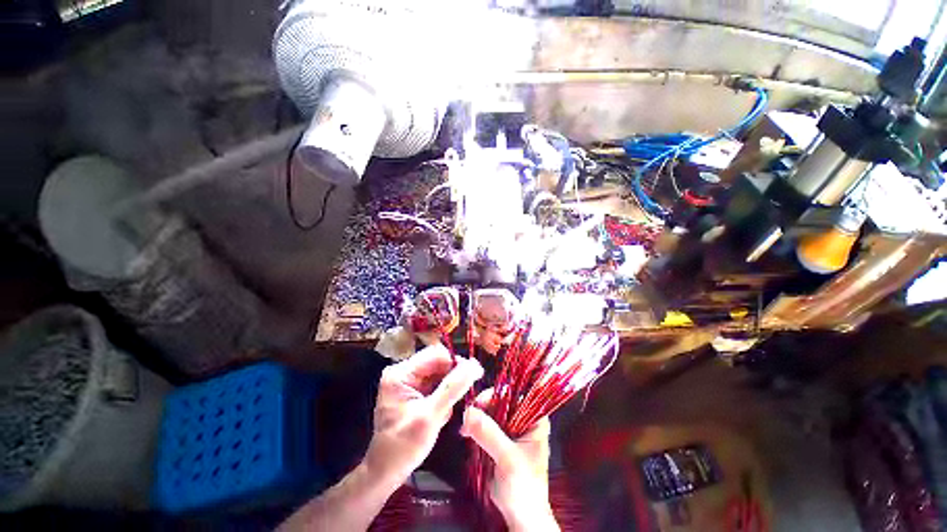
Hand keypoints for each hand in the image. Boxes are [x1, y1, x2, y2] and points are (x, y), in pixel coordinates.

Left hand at [364, 345, 483, 485]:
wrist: (385, 474)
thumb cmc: (402, 447)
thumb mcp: (430, 416)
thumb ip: (452, 389)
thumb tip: (476, 365)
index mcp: (401, 373)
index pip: (435, 354)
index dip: (456, 361)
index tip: (476, 373)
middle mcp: (404, 372)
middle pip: (438, 363)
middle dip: (453, 378)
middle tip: (468, 393)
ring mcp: (409, 383)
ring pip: (440, 375)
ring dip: (451, 389)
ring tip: (453, 409)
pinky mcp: (415, 394)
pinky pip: (437, 386)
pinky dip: (446, 398)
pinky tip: (445, 414)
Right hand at [461, 391, 558, 531]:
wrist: (520, 515)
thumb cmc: (525, 490)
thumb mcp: (508, 459)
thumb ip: (490, 435)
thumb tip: (469, 413)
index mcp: (534, 419)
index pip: (515, 394)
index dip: (496, 395)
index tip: (479, 403)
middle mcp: (523, 419)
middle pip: (500, 400)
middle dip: (483, 407)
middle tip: (468, 416)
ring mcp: (510, 428)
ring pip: (490, 411)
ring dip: (477, 417)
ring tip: (466, 428)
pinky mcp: (499, 438)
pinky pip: (485, 424)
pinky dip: (475, 426)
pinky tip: (467, 433)